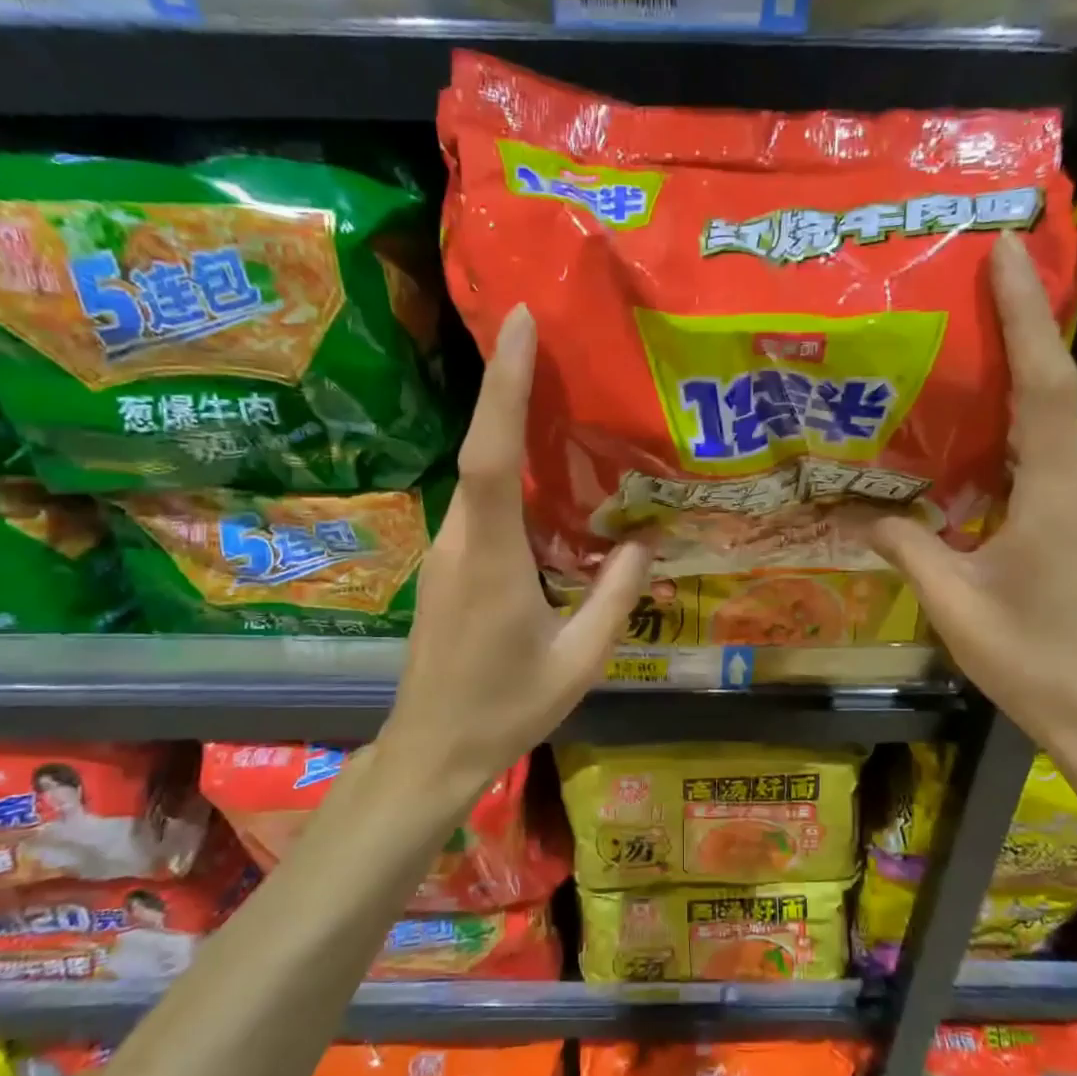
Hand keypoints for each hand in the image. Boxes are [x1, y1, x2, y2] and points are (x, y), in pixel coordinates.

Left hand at [380, 305, 651, 794]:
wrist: (431, 751)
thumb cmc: (505, 710)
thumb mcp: (579, 661)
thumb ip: (615, 598)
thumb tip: (644, 542)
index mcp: (491, 560)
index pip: (490, 456)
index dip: (503, 387)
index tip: (518, 324)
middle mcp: (458, 544)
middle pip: (482, 454)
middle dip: (512, 394)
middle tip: (559, 350)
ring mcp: (443, 556)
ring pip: (479, 483)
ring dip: (512, 438)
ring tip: (563, 407)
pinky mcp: (444, 570)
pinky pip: (479, 511)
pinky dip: (509, 482)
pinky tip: (548, 489)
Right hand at [867, 232, 1076, 757]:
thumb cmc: (1031, 659)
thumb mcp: (954, 604)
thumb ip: (907, 548)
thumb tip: (858, 515)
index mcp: (1056, 494)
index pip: (1046, 385)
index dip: (1028, 313)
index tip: (1008, 252)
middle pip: (1047, 398)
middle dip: (1009, 344)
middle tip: (955, 305)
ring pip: (1045, 437)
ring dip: (1005, 402)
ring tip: (949, 376)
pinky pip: (1046, 470)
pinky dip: (1008, 450)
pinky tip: (966, 459)